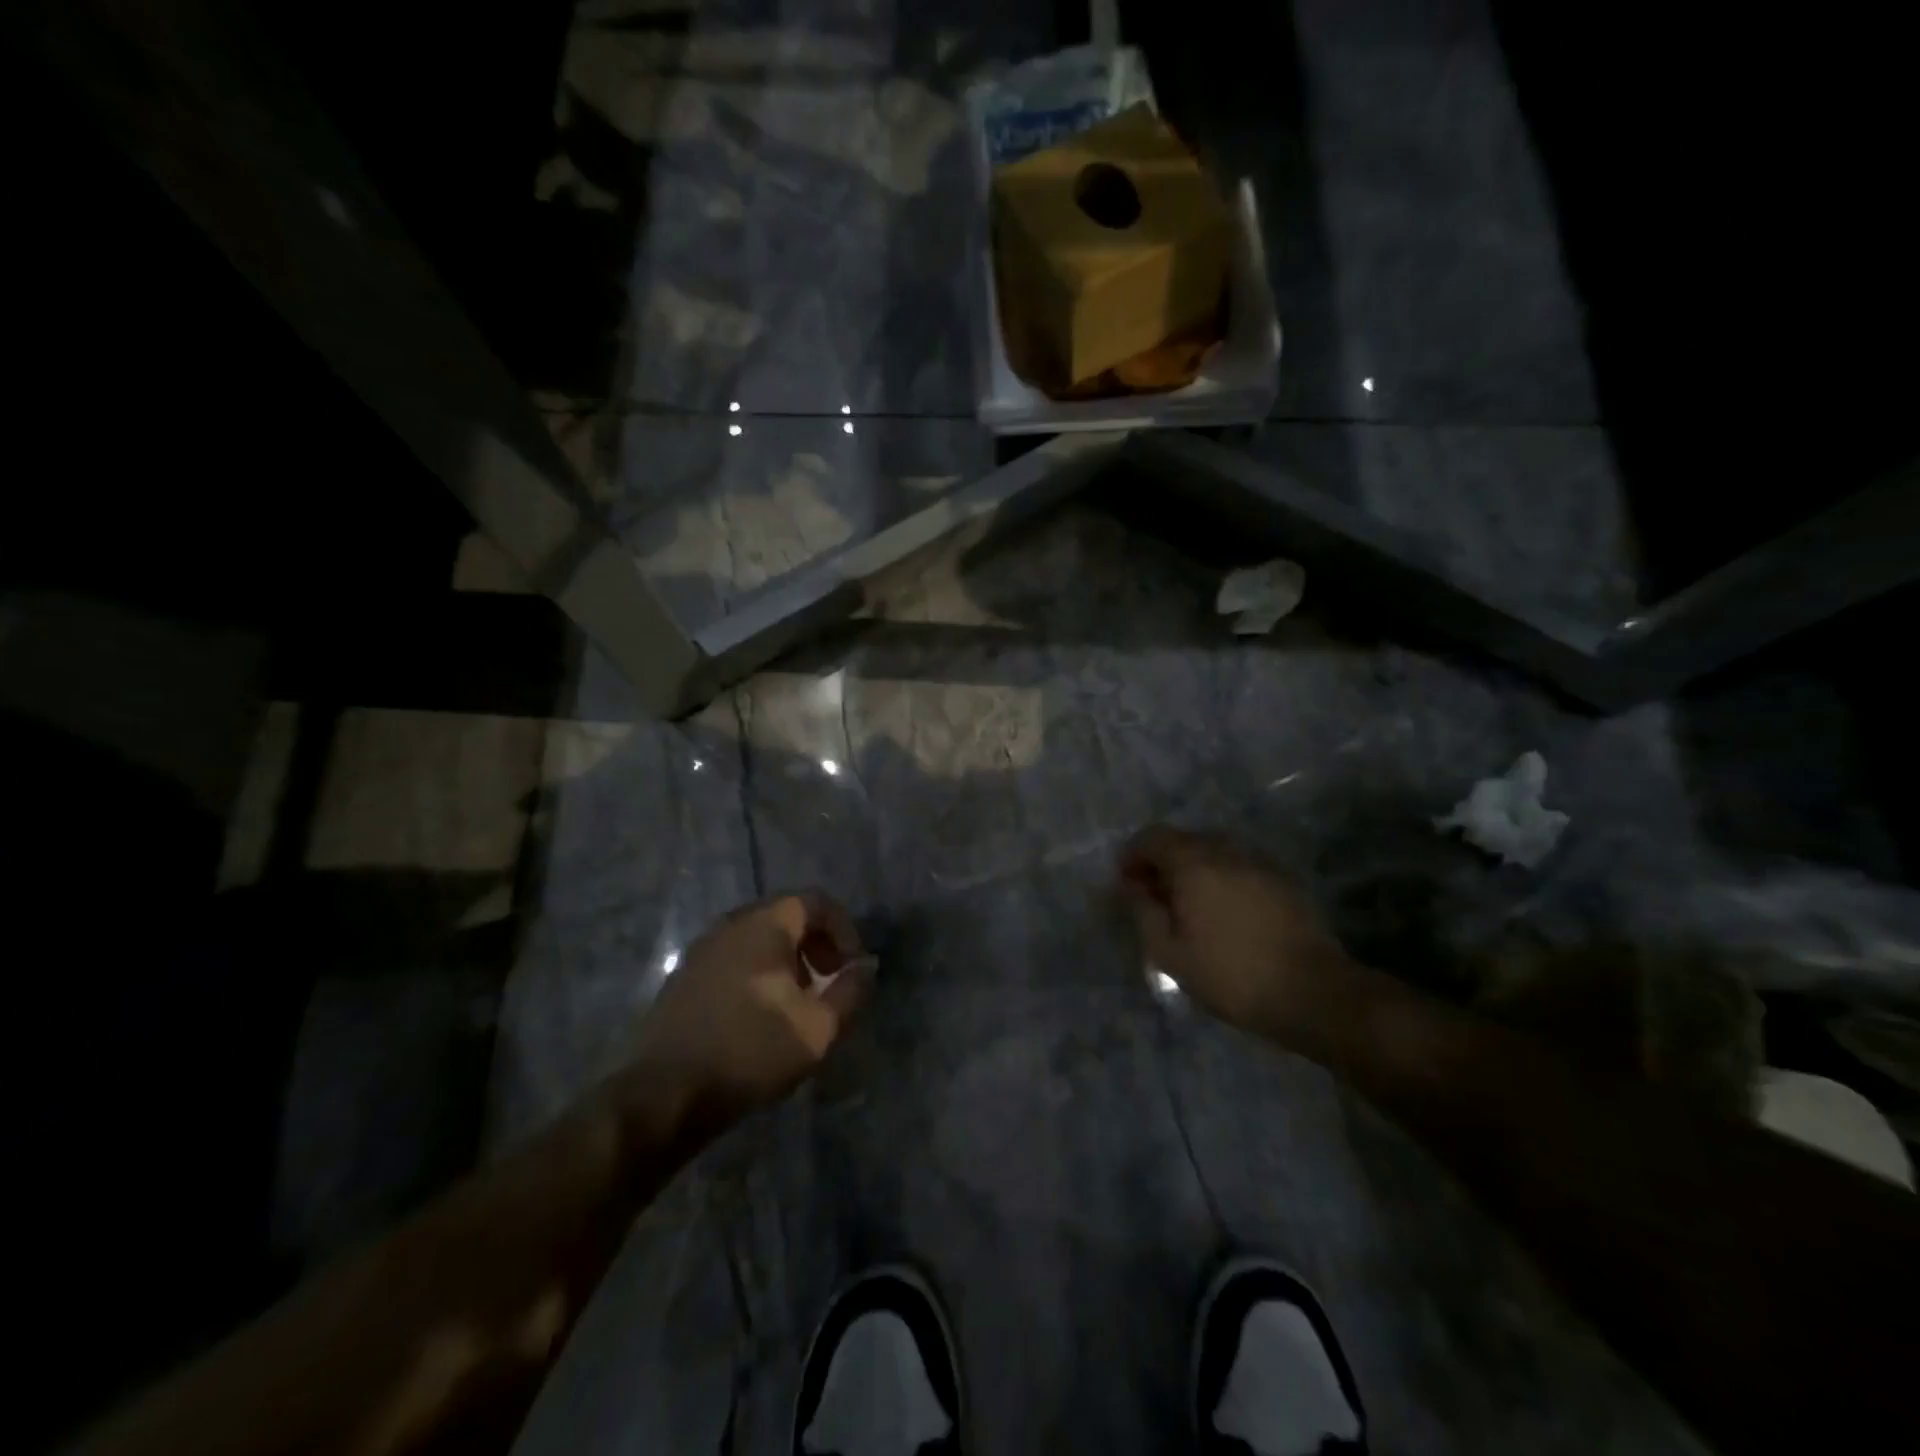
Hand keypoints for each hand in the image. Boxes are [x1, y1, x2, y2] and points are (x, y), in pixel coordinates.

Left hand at [631, 893, 870, 1123]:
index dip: (844, 928)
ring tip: (799, 1001)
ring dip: (788, 960)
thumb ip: (850, 993)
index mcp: (764, 925)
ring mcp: (702, 949)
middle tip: (830, 980)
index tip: (852, 966)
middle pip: (786, 916)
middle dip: (816, 943)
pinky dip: (759, 972)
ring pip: (758, 938)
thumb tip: (866, 969)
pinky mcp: (684, 977)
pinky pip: (734, 958)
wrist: (663, 1094)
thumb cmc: (749, 1051)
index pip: (814, 901)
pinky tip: (761, 1015)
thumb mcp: (817, 1029)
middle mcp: (731, 924)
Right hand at [1119, 826, 1356, 1042]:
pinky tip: (1223, 913)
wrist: (1313, 992)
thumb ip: (1143, 913)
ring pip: (1214, 852)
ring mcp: (1259, 863)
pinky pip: (1239, 867)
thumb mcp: (1170, 953)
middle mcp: (1226, 851)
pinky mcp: (1283, 880)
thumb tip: (1131, 888)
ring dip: (1193, 870)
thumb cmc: (1231, 974)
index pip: (1152, 837)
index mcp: (1194, 863)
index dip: (1133, 855)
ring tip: (1188, 907)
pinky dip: (1221, 879)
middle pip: (1184, 840)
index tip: (1126, 883)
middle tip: (1154, 897)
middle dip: (1162, 862)